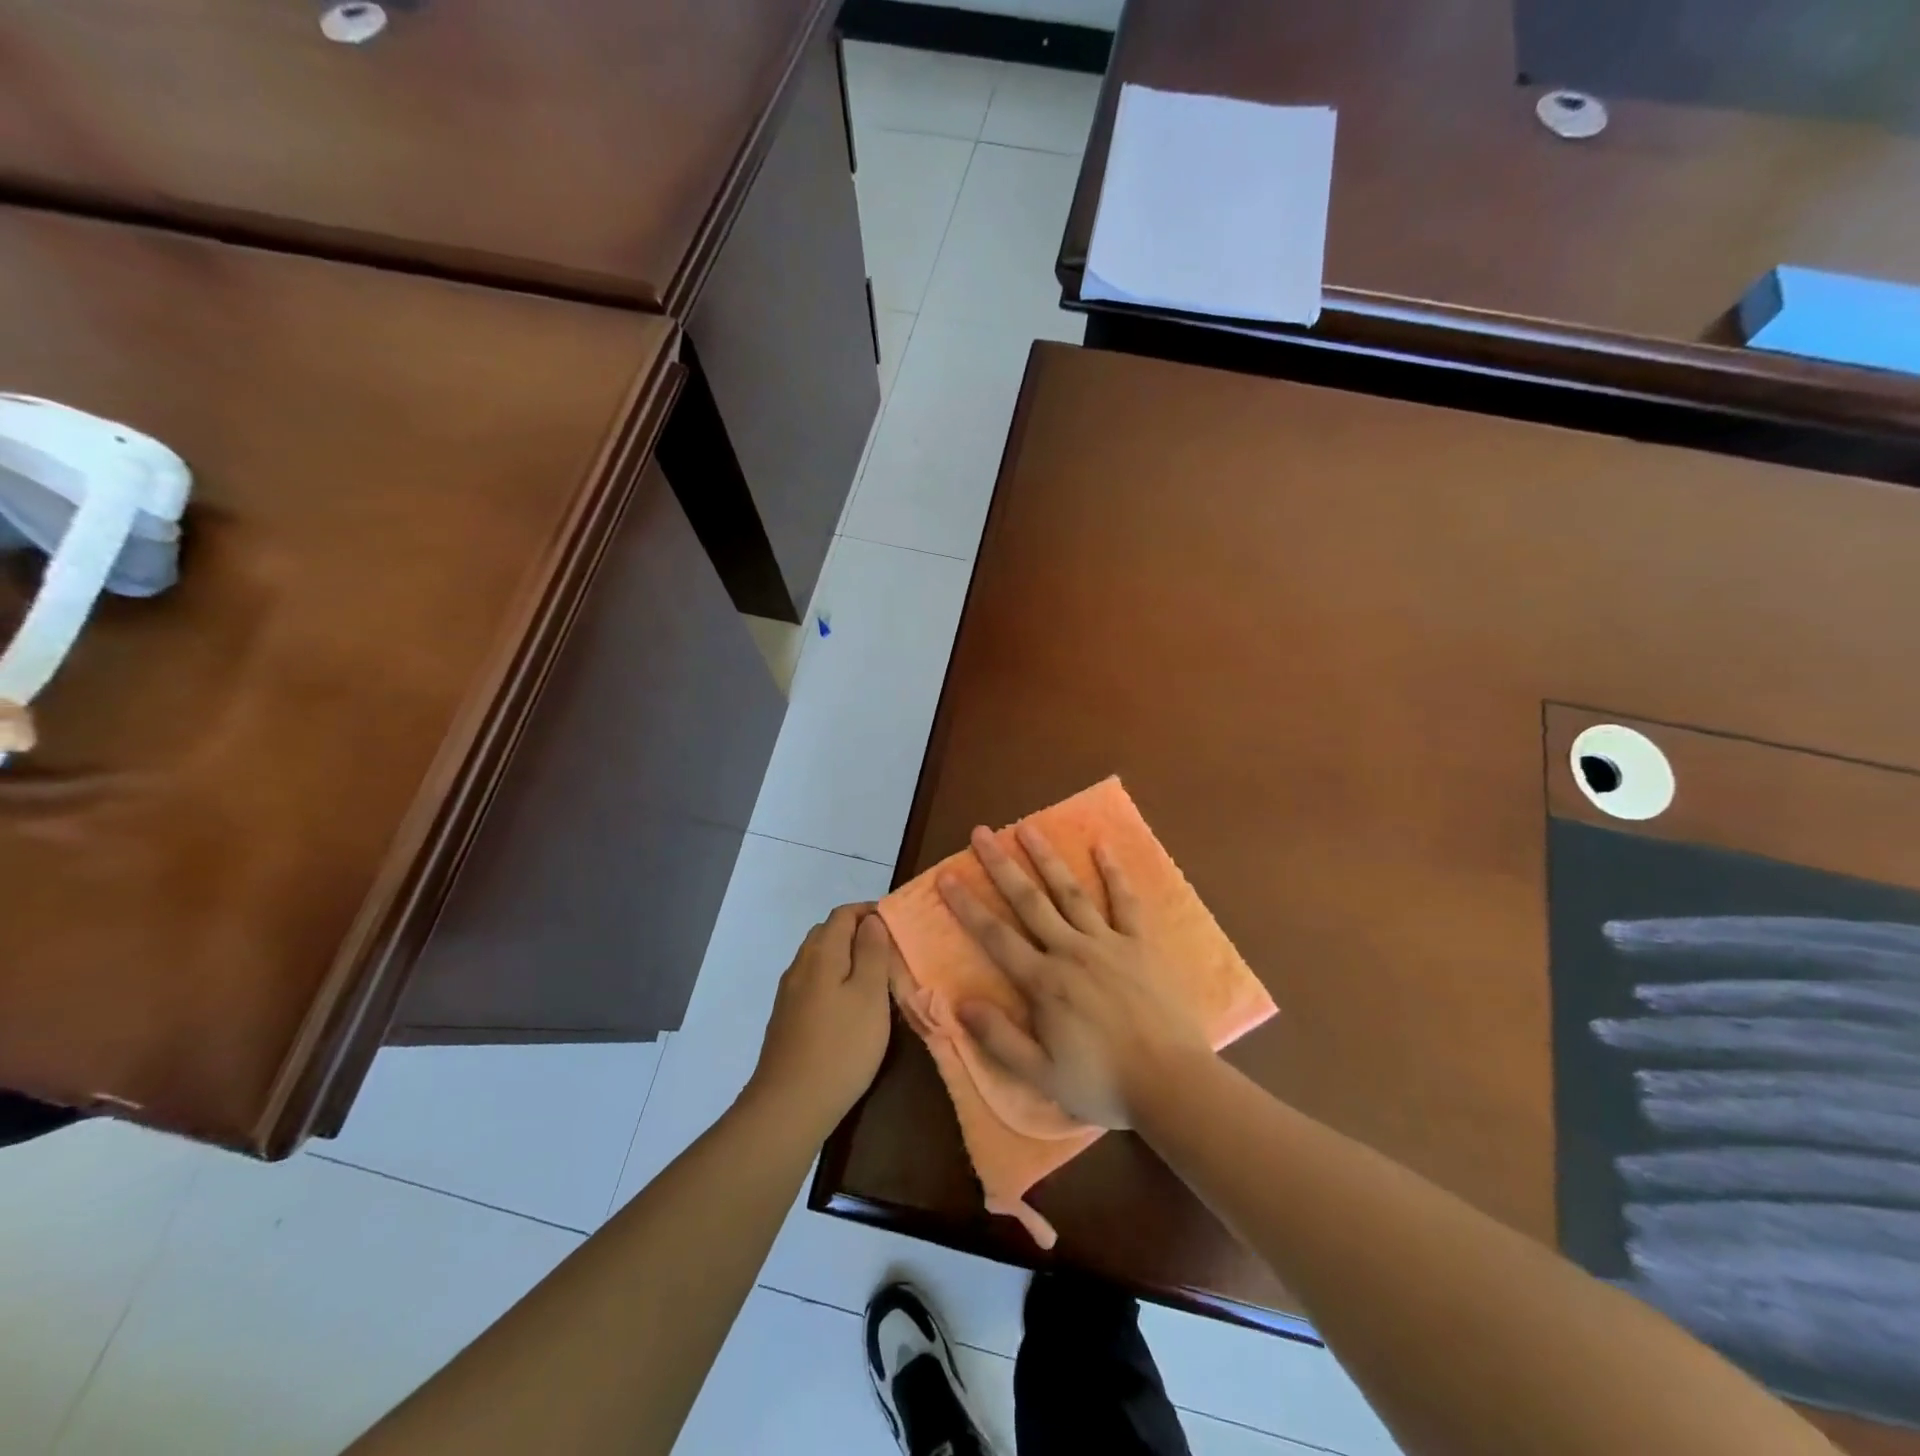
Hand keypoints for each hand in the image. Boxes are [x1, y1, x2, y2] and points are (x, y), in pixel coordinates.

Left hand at [746, 904, 896, 1134]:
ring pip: (819, 959)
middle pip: (828, 933)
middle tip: (889, 952)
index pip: (843, 914)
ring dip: (845, 958)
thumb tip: (871, 920)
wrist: (789, 1106)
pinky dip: (833, 980)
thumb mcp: (870, 995)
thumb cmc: (841, 1046)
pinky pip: (813, 983)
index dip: (869, 912)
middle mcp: (800, 965)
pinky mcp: (786, 1019)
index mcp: (821, 953)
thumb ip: (872, 952)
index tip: (896, 925)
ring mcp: (789, 994)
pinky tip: (848, 1008)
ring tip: (874, 979)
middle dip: (857, 933)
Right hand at [939, 825, 1213, 1129]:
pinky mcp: (1140, 944)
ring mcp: (1108, 943)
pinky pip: (1125, 902)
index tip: (946, 876)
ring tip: (1027, 828)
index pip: (995, 936)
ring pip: (1070, 892)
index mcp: (1044, 982)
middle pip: (1028, 901)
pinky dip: (1113, 873)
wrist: (1172, 1083)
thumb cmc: (1103, 1083)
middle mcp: (1070, 951)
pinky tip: (1102, 847)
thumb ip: (999, 1037)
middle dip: (1001, 866)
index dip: (967, 906)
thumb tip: (960, 1002)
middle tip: (981, 833)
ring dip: (1046, 858)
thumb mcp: (1041, 1075)